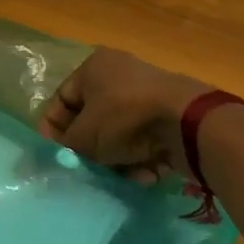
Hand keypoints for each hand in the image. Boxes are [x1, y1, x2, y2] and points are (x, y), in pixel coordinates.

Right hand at [38, 48, 216, 183]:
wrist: (189, 123)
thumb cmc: (124, 118)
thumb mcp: (84, 135)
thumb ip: (66, 143)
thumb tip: (65, 148)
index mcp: (93, 68)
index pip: (62, 99)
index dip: (54, 128)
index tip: (55, 153)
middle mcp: (119, 74)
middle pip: (93, 119)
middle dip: (92, 149)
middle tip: (91, 168)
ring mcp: (147, 93)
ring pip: (120, 133)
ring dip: (120, 158)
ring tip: (126, 175)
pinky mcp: (170, 113)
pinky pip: (146, 138)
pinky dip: (144, 157)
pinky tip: (149, 173)